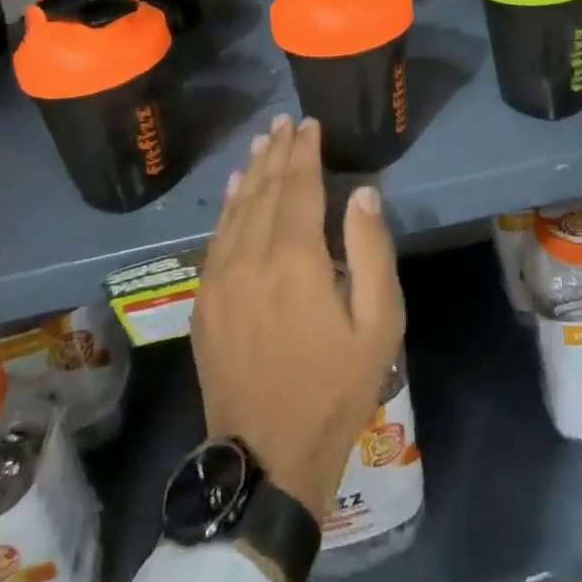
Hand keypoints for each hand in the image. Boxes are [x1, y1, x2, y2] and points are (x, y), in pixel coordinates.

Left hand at [193, 114, 405, 521]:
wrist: (267, 459)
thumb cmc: (335, 388)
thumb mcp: (378, 323)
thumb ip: (371, 251)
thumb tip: (364, 193)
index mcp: (296, 260)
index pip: (299, 187)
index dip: (305, 152)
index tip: (310, 124)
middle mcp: (251, 258)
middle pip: (264, 190)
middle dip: (277, 152)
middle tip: (285, 122)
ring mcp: (219, 280)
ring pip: (235, 209)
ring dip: (250, 171)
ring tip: (262, 142)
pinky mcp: (203, 302)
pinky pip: (215, 238)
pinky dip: (227, 206)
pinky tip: (233, 189)